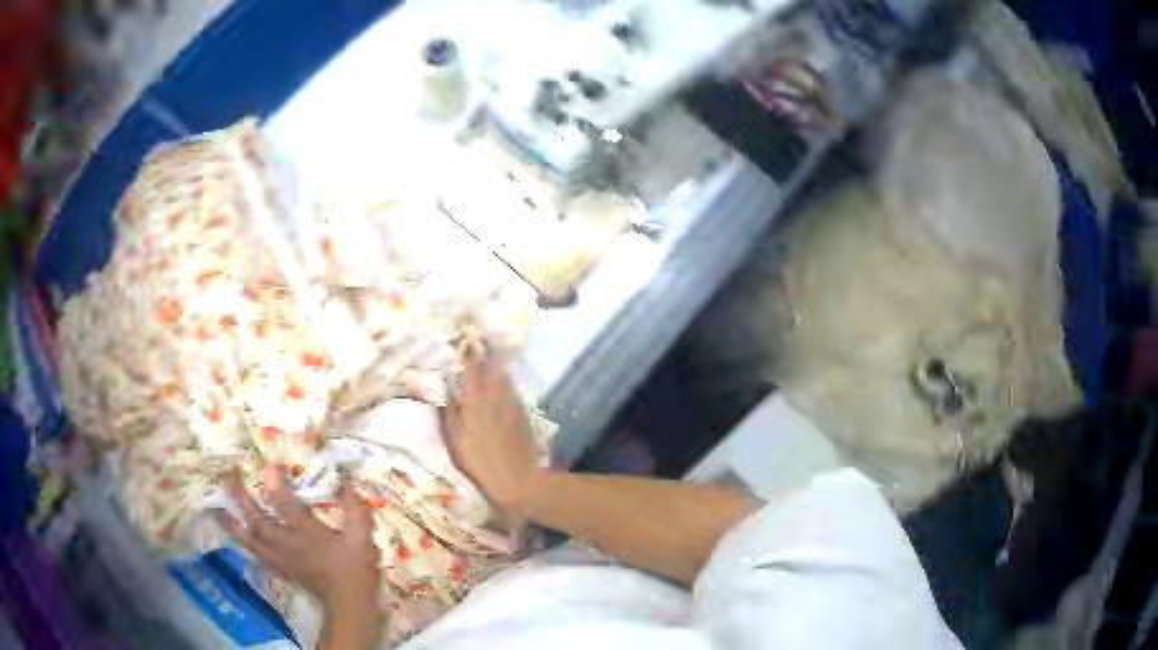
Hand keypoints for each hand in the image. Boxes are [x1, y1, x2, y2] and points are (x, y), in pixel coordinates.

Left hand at [219, 466, 381, 618]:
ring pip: (251, 538)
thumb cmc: (355, 569)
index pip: (286, 505)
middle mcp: (288, 543)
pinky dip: (242, 541)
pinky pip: (255, 552)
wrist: (349, 603)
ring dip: (233, 522)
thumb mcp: (362, 538)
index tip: (266, 465)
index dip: (275, 484)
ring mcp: (280, 557)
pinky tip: (235, 532)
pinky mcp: (279, 567)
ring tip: (218, 507)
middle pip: (259, 521)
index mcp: (307, 533)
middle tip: (228, 480)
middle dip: (242, 500)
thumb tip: (346, 480)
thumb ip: (355, 509)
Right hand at [445, 359, 545, 515]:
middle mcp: (495, 397)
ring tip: (488, 361)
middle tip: (474, 348)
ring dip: (495, 367)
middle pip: (490, 368)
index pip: (470, 370)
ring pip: (503, 378)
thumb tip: (447, 393)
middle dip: (482, 357)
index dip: (465, 356)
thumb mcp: (456, 441)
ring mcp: (512, 405)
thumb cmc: (479, 464)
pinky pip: (511, 391)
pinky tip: (500, 386)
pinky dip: (504, 384)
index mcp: (475, 402)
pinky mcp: (523, 414)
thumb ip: (451, 414)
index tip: (460, 346)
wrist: (518, 480)